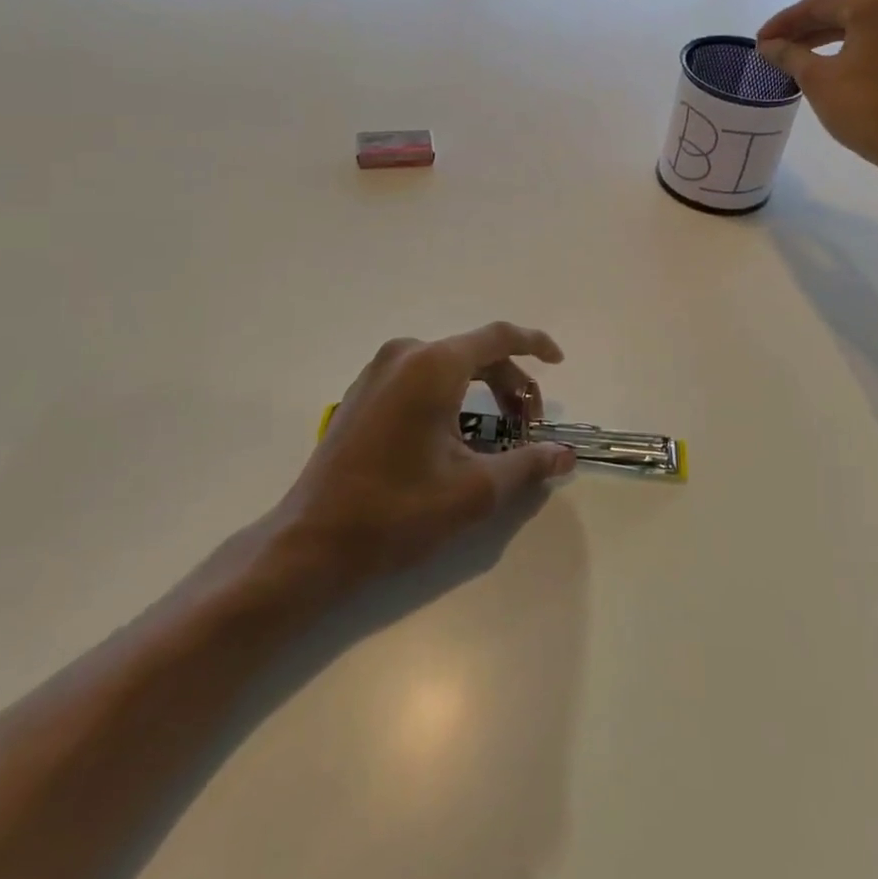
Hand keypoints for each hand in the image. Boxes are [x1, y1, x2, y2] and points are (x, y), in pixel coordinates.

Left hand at [274, 323, 573, 586]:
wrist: (313, 541)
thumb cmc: (398, 510)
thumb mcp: (474, 490)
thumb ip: (527, 464)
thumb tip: (564, 454)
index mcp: (433, 365)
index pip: (498, 337)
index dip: (535, 344)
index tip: (558, 362)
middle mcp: (405, 354)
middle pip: (474, 353)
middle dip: (510, 384)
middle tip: (529, 427)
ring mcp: (378, 371)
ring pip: (447, 366)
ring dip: (481, 391)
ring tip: (497, 435)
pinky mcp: (363, 392)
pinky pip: (420, 378)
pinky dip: (449, 395)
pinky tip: (456, 436)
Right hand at [756, 0, 877, 177]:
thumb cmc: (862, 107)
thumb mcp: (816, 78)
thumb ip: (788, 55)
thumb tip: (768, 45)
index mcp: (872, 7)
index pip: (816, 7)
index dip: (782, 23)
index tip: (759, 41)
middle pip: (838, 15)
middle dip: (802, 32)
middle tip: (772, 49)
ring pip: (856, 31)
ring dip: (822, 42)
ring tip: (794, 59)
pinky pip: (873, 47)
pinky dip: (847, 53)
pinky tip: (829, 70)